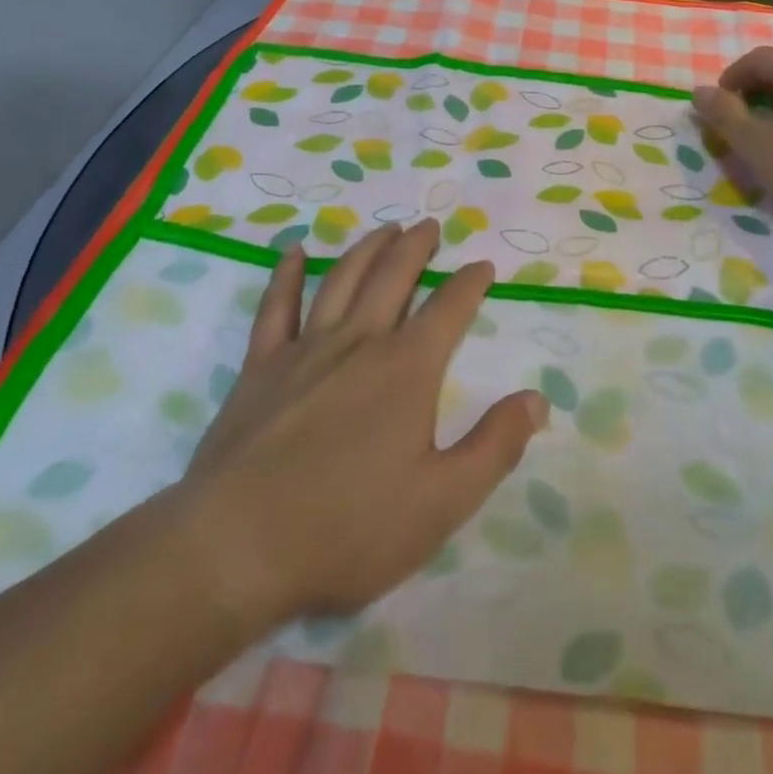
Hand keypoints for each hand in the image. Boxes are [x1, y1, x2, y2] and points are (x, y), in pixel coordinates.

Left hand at [168, 220, 546, 632]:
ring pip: (342, 279)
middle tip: (430, 226)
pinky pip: (276, 306)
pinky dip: (287, 274)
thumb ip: (494, 446)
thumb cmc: (348, 528)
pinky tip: (294, 252)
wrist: (236, 547)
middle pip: (394, 276)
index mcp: (407, 369)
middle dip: (417, 247)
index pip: (449, 308)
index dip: (470, 282)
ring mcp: (306, 349)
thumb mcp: (441, 502)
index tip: (483, 266)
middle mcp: (359, 342)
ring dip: (368, 248)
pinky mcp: (261, 366)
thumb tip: (536, 398)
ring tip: (385, 230)